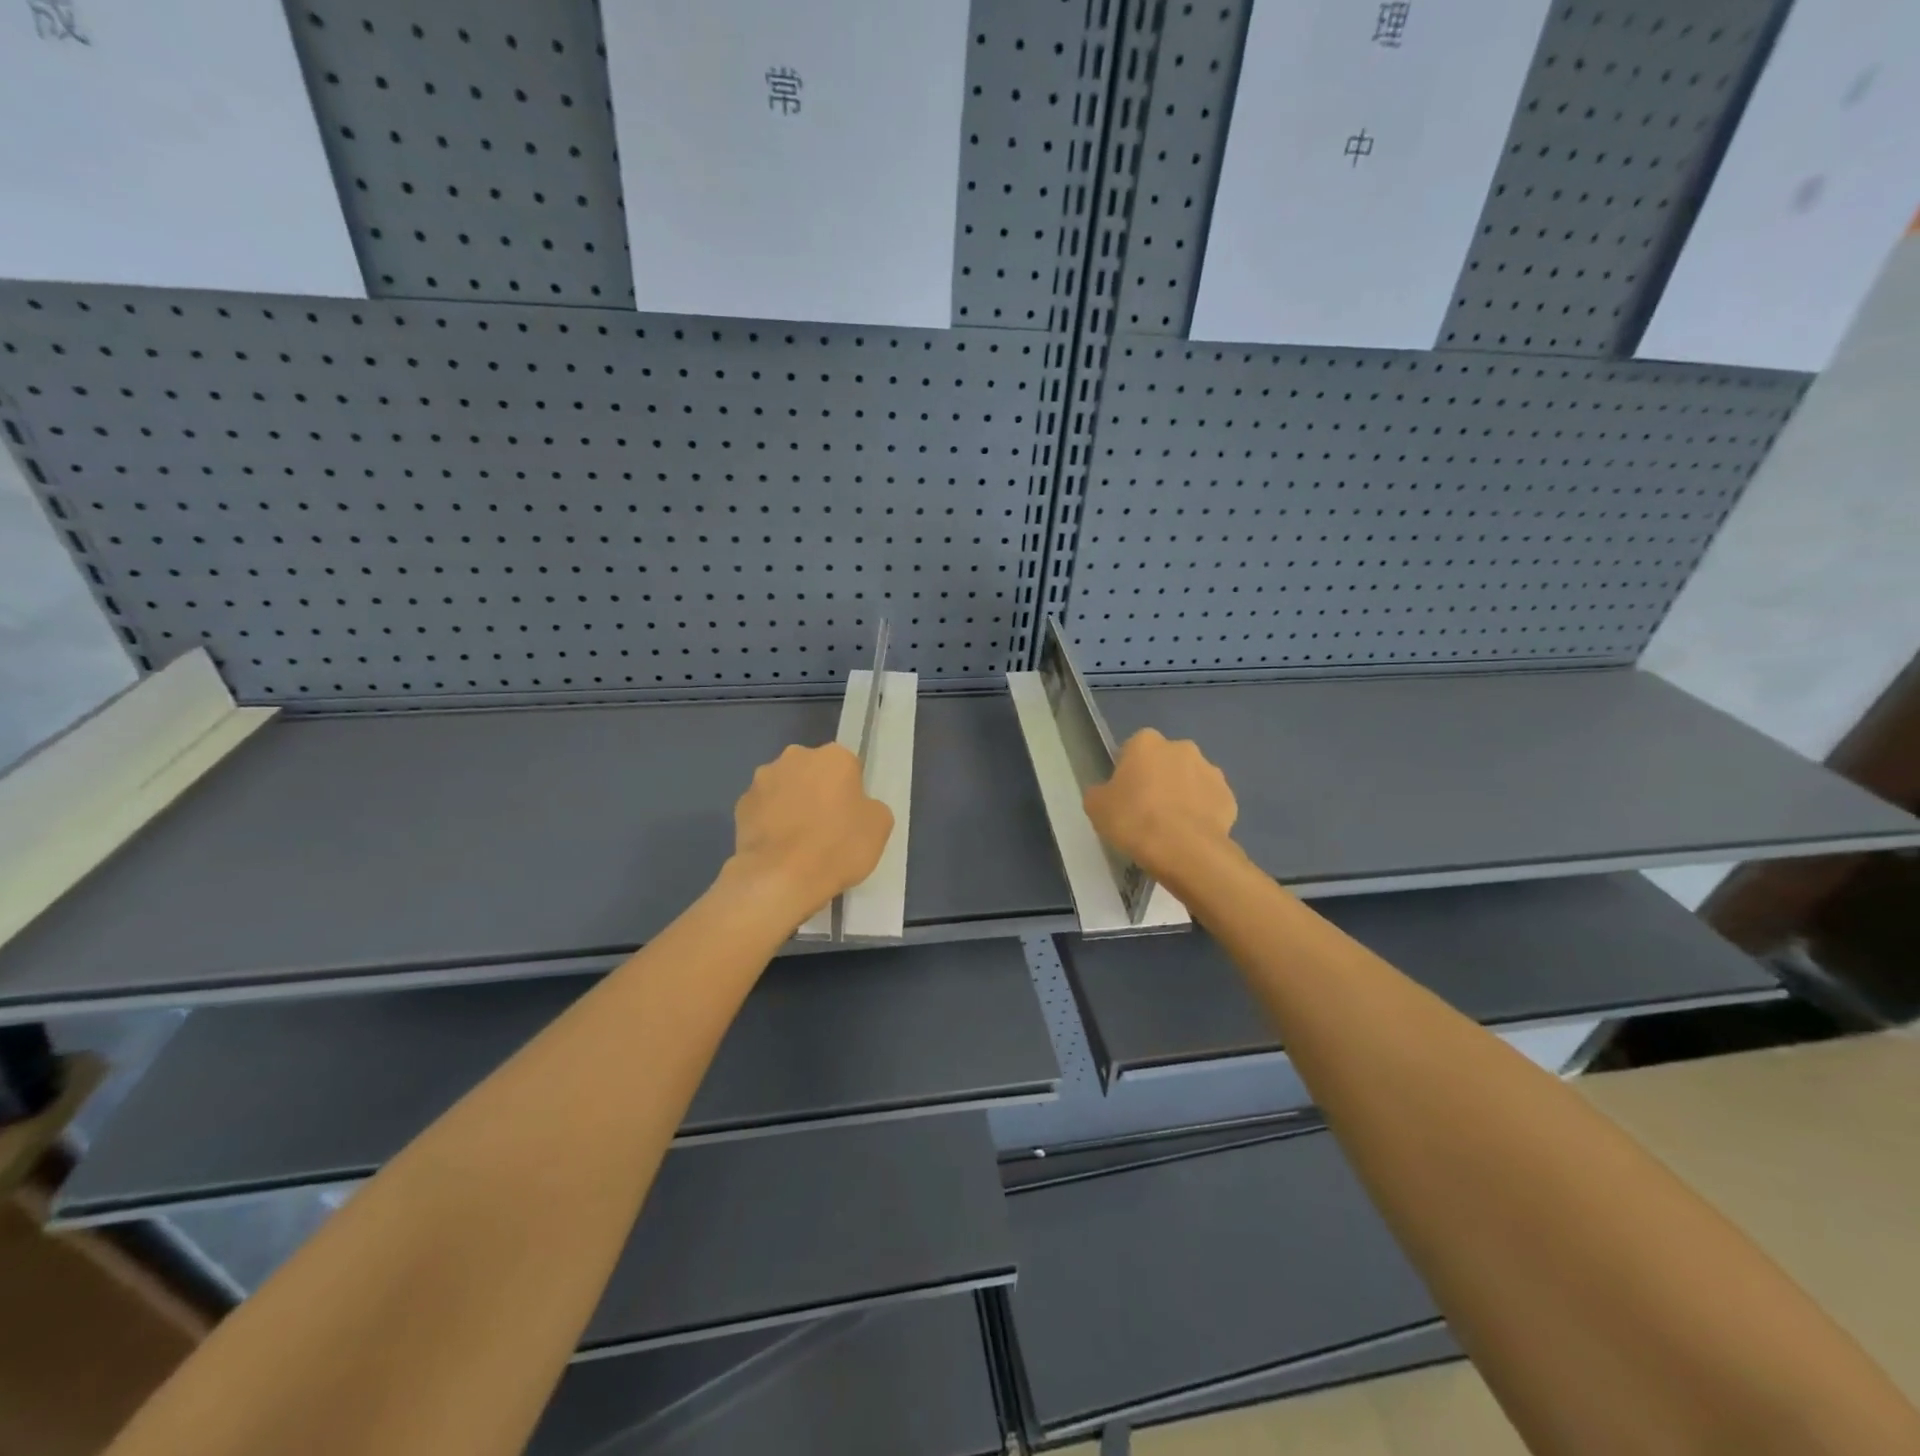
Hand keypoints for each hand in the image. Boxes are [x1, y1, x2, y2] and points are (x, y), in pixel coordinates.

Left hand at [725, 744, 894, 922]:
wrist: (780, 879)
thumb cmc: (837, 846)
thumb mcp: (879, 826)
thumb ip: (870, 805)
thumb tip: (856, 806)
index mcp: (833, 756)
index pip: (848, 766)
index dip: (851, 792)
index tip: (851, 816)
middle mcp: (795, 757)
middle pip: (813, 771)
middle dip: (818, 791)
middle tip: (826, 827)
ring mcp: (762, 780)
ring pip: (785, 787)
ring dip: (791, 804)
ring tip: (799, 841)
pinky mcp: (740, 804)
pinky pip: (763, 809)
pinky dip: (770, 822)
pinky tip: (778, 848)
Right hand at [1083, 729, 1237, 885]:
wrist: (1184, 850)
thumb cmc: (1134, 820)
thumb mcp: (1096, 807)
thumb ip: (1100, 792)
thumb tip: (1107, 792)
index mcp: (1146, 742)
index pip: (1132, 749)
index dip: (1128, 772)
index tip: (1124, 795)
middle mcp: (1182, 748)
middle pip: (1165, 761)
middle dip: (1159, 779)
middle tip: (1147, 810)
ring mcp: (1211, 771)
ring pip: (1190, 780)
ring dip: (1183, 794)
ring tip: (1171, 827)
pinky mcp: (1229, 797)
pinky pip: (1209, 802)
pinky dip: (1202, 813)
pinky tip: (1191, 835)